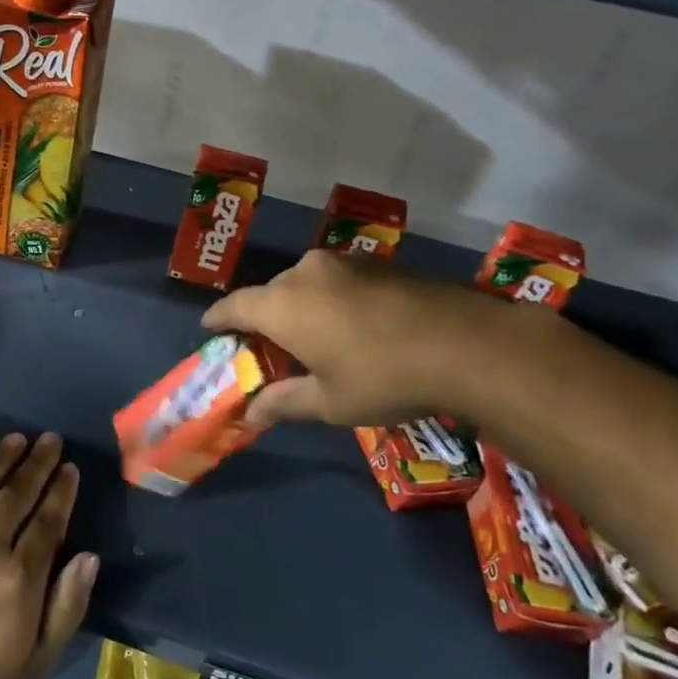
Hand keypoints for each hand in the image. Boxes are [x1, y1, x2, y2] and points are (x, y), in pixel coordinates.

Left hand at [0, 433, 97, 678]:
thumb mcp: (40, 656)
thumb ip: (68, 604)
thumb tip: (90, 555)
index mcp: (19, 576)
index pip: (48, 518)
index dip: (61, 489)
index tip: (70, 468)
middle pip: (18, 492)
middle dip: (38, 462)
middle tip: (50, 439)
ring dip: (3, 458)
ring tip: (19, 439)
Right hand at [202, 249, 517, 427]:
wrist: (468, 345)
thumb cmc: (384, 377)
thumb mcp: (329, 401)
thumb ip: (283, 402)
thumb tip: (250, 415)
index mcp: (283, 304)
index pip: (234, 305)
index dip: (218, 318)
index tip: (209, 328)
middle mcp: (305, 273)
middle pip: (270, 293)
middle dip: (263, 318)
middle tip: (267, 348)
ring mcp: (344, 263)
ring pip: (305, 284)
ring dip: (300, 307)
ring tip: (312, 338)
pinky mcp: (377, 263)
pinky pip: (336, 280)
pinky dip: (330, 300)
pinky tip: (351, 326)